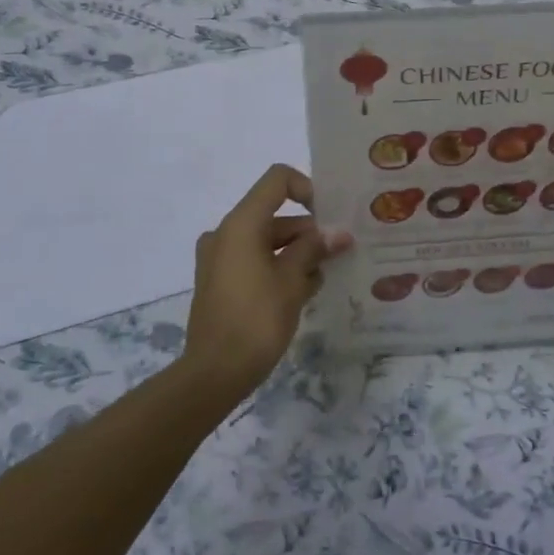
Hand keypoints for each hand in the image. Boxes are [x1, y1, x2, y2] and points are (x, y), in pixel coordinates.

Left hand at [182, 164, 350, 399]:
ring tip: (324, 277)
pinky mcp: (220, 281)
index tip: (329, 217)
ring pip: (267, 240)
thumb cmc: (256, 319)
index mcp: (241, 224)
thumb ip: (315, 249)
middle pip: (275, 214)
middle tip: (339, 253)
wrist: (214, 374)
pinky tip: (304, 291)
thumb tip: (337, 234)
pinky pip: (254, 261)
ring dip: (297, 252)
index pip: (277, 180)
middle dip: (309, 231)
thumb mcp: (292, 281)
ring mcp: (219, 258)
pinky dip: (278, 267)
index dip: (307, 188)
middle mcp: (226, 233)